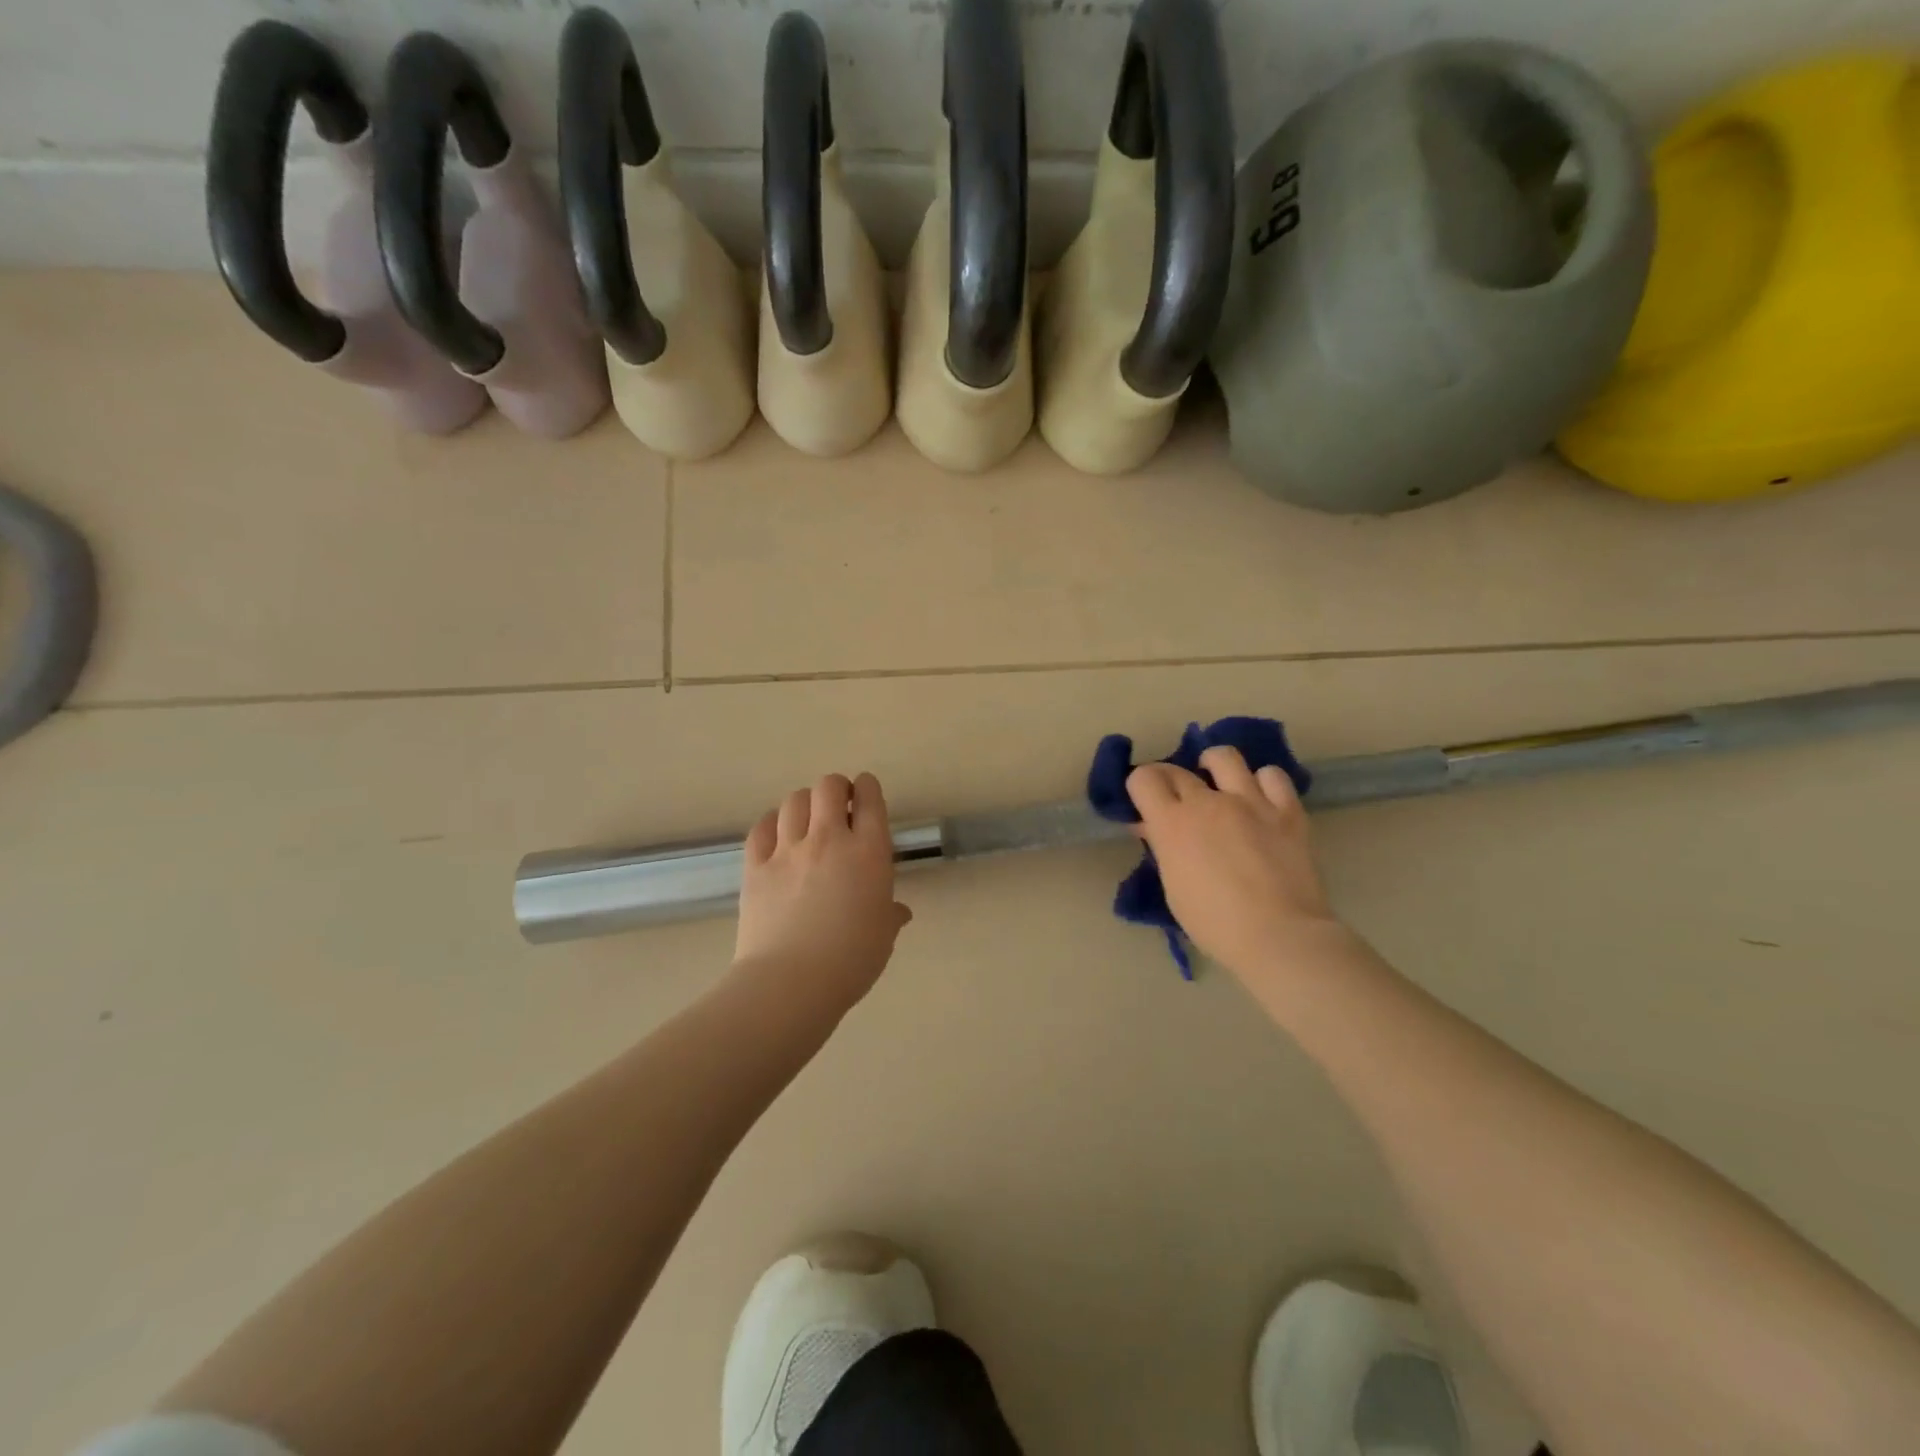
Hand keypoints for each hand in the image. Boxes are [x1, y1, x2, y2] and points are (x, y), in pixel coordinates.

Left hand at [733, 772, 912, 1010]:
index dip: (868, 788)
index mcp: (868, 852)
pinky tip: (777, 835)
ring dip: (805, 804)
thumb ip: (890, 915)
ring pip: (794, 801)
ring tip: (807, 820)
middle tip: (839, 805)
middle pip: (829, 787)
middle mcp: (828, 839)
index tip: (866, 793)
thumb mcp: (882, 936)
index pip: (870, 799)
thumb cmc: (850, 961)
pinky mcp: (755, 866)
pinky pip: (762, 827)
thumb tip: (898, 911)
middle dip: (836, 788)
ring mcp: (788, 850)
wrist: (790, 982)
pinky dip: (772, 823)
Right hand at [1126, 746, 1341, 980]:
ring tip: (1218, 783)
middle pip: (1176, 770)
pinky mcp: (1287, 811)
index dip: (1140, 787)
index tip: (1145, 804)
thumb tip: (1152, 826)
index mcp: (1172, 823)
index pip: (1143, 779)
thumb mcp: (1174, 887)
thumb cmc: (1214, 923)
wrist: (1279, 936)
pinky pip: (1273, 776)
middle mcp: (1208, 802)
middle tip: (1175, 801)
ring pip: (1225, 757)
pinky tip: (1260, 798)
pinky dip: (1262, 782)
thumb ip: (1163, 848)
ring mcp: (1251, 801)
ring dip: (1214, 766)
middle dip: (1168, 781)